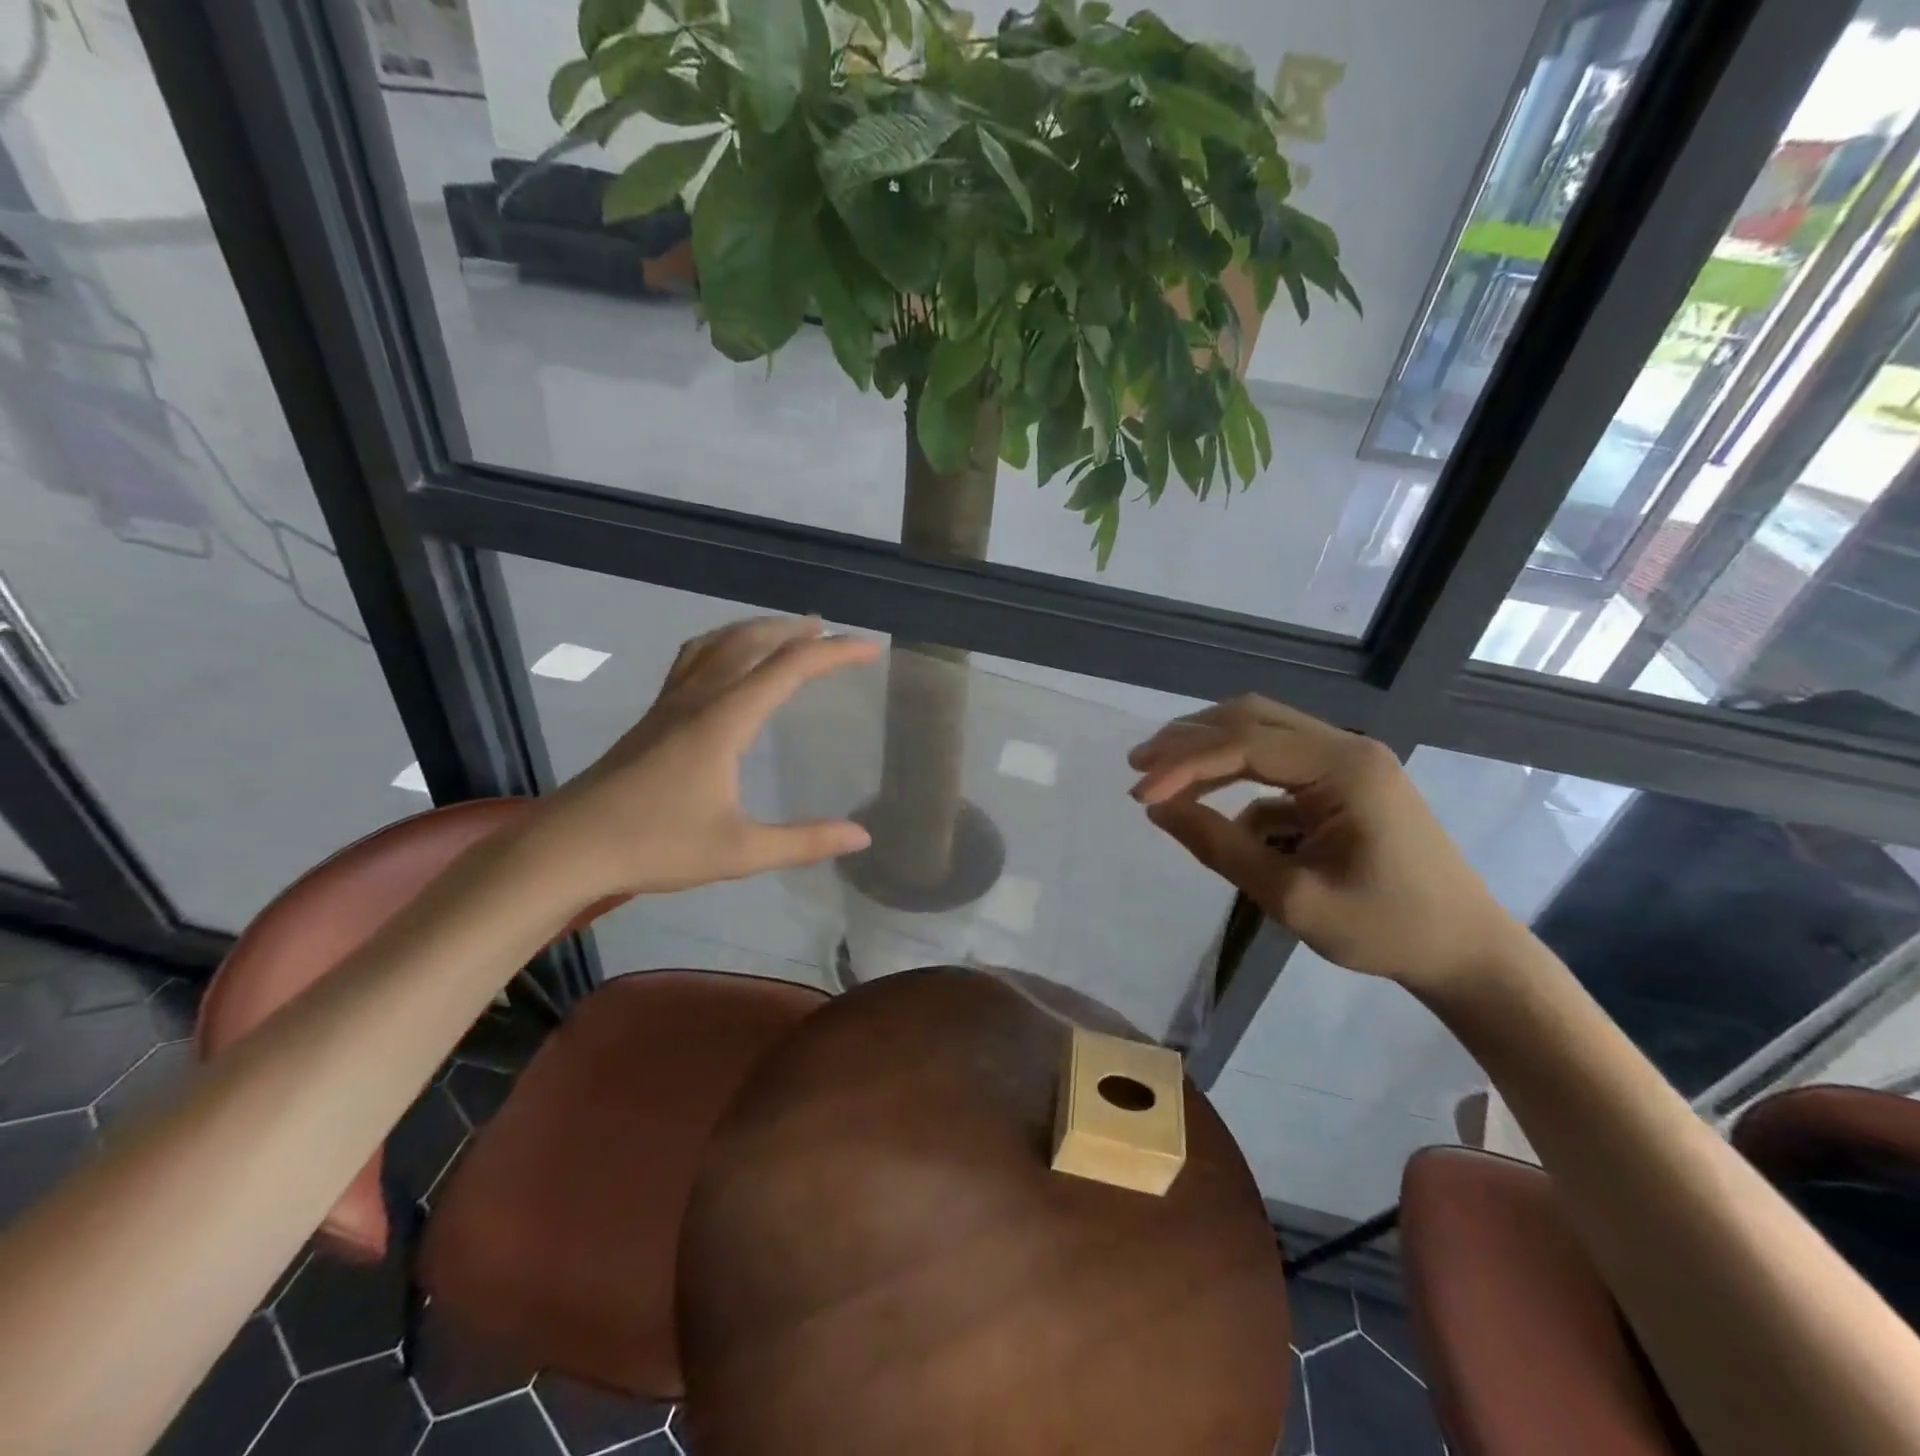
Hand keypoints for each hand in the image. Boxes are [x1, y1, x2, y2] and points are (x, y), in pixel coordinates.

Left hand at [537, 617, 879, 900]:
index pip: (789, 668)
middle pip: (752, 642)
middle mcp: (698, 699)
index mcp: (724, 721)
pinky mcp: (653, 716)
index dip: (834, 654)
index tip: (871, 649)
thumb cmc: (654, 846)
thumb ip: (804, 842)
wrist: (567, 846)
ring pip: (718, 644)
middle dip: (796, 630)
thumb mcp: (739, 852)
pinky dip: (724, 644)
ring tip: (786, 632)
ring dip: (758, 630)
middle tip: (832, 632)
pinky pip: (694, 658)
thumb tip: (862, 835)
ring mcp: (670, 703)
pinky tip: (727, 662)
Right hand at [1128, 695, 1527, 993]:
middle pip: (1251, 718)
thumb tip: (1159, 810)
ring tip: (1161, 775)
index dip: (1184, 764)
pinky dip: (1238, 778)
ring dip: (1210, 750)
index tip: (1140, 795)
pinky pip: (1279, 763)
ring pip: (1263, 731)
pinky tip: (1214, 809)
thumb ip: (1220, 847)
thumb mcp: (1291, 897)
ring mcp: (1349, 761)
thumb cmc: (1385, 929)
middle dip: (1189, 740)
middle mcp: (1346, 747)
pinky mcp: (1346, 780)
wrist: (1467, 951)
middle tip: (1139, 766)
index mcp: (1343, 768)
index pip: (1244, 745)